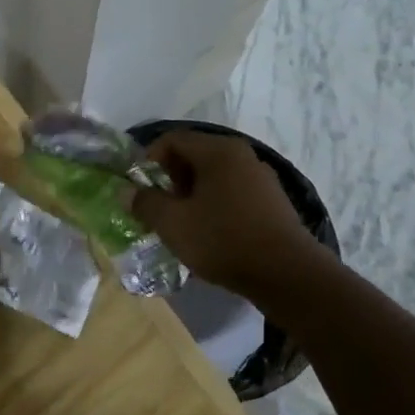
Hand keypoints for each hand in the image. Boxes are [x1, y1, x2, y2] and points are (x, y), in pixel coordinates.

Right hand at [131, 130, 314, 295]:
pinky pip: (232, 192)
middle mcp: (241, 155)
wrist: (287, 274)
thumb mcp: (173, 224)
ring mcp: (261, 177)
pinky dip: (214, 205)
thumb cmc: (223, 240)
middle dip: (170, 180)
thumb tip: (126, 191)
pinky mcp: (272, 201)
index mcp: (218, 151)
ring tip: (181, 224)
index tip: (139, 188)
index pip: (172, 140)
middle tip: (158, 208)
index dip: (148, 159)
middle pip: (194, 156)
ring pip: (213, 176)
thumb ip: (145, 203)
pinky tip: (209, 233)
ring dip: (191, 195)